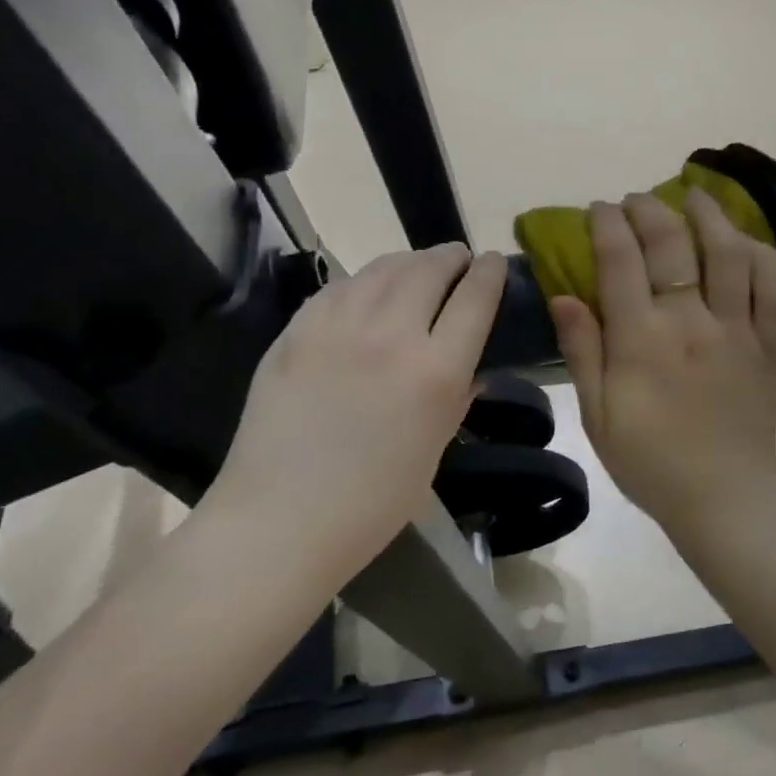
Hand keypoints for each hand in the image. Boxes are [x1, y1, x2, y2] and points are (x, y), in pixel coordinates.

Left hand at [205, 245, 507, 579]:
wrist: (281, 519)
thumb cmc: (372, 501)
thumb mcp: (434, 449)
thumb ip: (456, 398)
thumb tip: (469, 367)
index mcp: (436, 372)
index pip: (475, 298)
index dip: (490, 273)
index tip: (495, 262)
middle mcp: (391, 334)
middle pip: (429, 269)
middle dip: (451, 257)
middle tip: (458, 260)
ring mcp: (337, 326)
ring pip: (383, 268)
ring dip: (410, 261)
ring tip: (418, 267)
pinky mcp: (296, 330)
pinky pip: (340, 287)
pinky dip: (366, 281)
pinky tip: (368, 290)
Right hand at [551, 193, 775, 537]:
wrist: (724, 498)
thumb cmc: (650, 462)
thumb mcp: (598, 416)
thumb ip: (582, 351)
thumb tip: (564, 296)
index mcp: (641, 340)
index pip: (621, 260)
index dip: (608, 224)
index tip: (600, 209)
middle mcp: (690, 322)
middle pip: (673, 244)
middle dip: (650, 209)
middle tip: (637, 200)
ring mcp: (736, 329)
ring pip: (729, 253)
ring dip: (710, 215)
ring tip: (695, 196)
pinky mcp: (770, 342)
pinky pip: (774, 287)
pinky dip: (763, 256)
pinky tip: (745, 241)